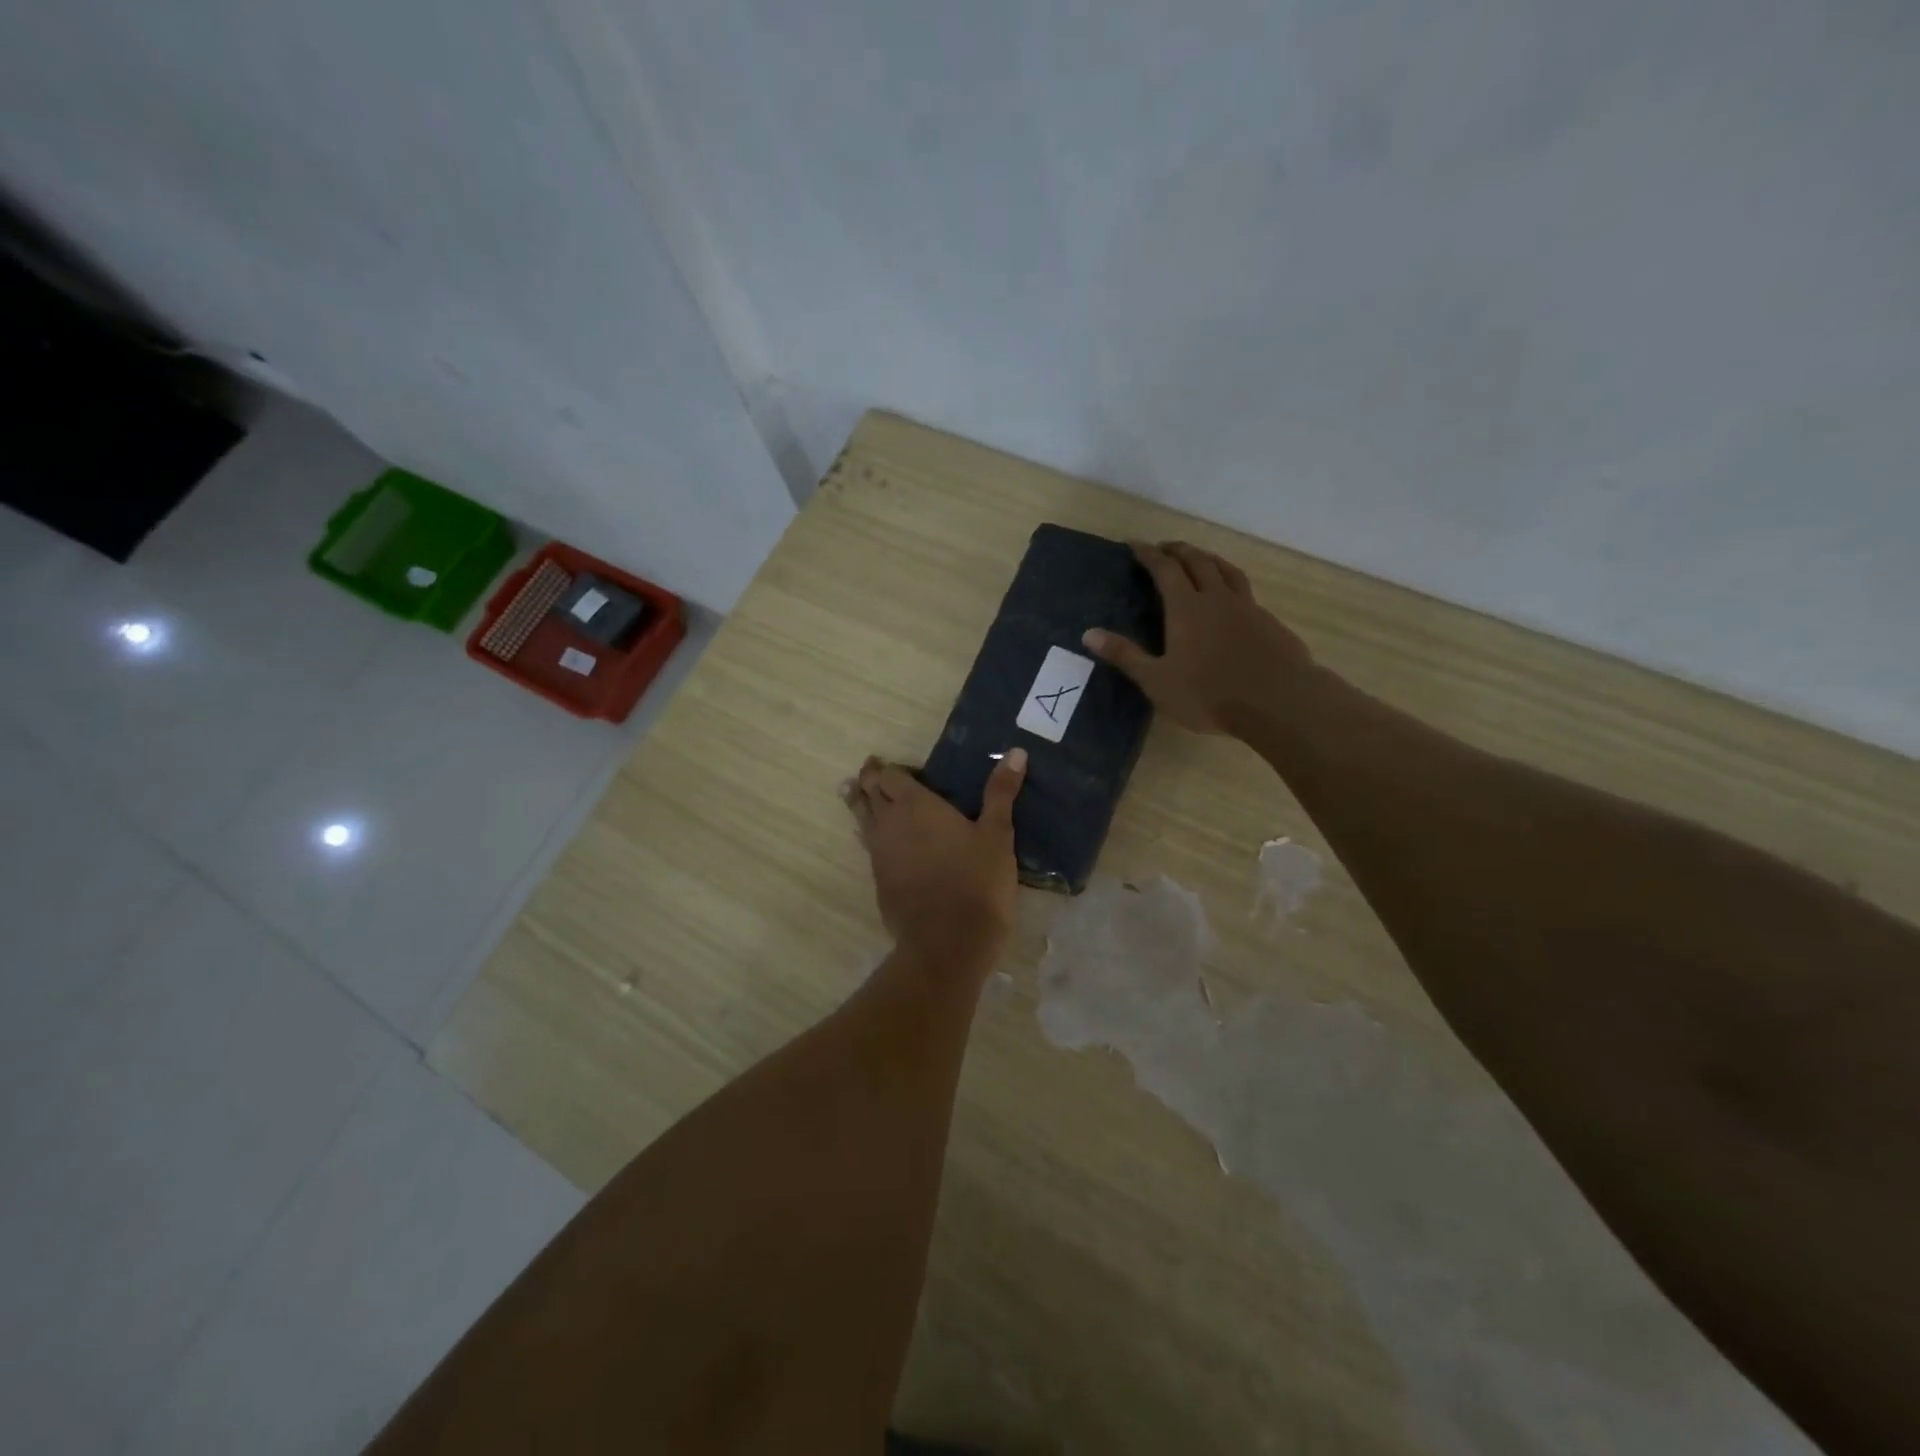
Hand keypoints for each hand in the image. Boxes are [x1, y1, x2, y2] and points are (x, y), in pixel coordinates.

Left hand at [842, 748, 1027, 975]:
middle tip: (872, 771)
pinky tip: (878, 839)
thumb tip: (1016, 752)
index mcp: (915, 805)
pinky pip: (868, 848)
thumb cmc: (977, 881)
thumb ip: (1001, 792)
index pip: (890, 775)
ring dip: (859, 803)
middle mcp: (889, 823)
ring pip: (860, 819)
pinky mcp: (878, 881)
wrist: (948, 942)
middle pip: (868, 792)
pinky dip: (869, 835)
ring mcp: (879, 854)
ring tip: (856, 792)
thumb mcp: (998, 834)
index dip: (890, 768)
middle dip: (869, 780)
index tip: (897, 766)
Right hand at [1083, 540, 1310, 735]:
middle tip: (1164, 548)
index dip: (1148, 554)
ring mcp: (1248, 608)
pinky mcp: (1270, 623)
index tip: (1135, 545)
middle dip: (1178, 550)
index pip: (1165, 569)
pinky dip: (1231, 584)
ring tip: (1200, 558)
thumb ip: (1125, 656)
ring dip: (1209, 559)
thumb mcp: (1157, 681)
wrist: (1279, 701)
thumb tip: (1088, 634)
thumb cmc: (1209, 694)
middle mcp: (1217, 598)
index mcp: (1187, 607)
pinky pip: (1246, 592)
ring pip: (1227, 570)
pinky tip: (1232, 599)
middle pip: (1198, 562)